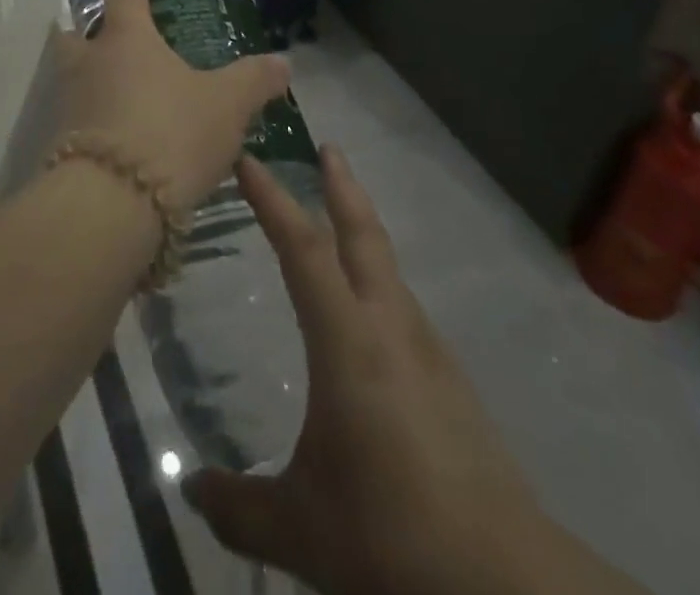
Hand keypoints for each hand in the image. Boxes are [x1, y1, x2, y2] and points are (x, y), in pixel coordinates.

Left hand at [51, 0, 289, 215]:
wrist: (113, 205)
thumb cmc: (171, 133)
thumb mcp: (225, 106)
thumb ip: (253, 81)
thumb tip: (283, 62)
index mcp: (127, 39)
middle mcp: (90, 64)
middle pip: (75, 33)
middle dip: (84, 28)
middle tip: (103, 32)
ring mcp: (71, 105)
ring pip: (73, 78)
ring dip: (89, 76)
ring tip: (117, 87)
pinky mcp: (65, 147)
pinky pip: (79, 121)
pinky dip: (96, 121)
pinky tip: (122, 138)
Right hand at [182, 148, 552, 594]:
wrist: (508, 584)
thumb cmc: (391, 534)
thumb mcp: (300, 530)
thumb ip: (238, 506)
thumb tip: (191, 489)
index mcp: (348, 340)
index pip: (303, 248)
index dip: (273, 200)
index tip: (249, 159)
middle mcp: (390, 328)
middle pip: (363, 235)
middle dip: (342, 186)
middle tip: (328, 148)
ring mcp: (429, 353)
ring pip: (389, 270)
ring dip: (363, 233)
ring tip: (338, 226)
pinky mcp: (452, 384)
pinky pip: (404, 310)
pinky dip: (379, 285)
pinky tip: (370, 319)